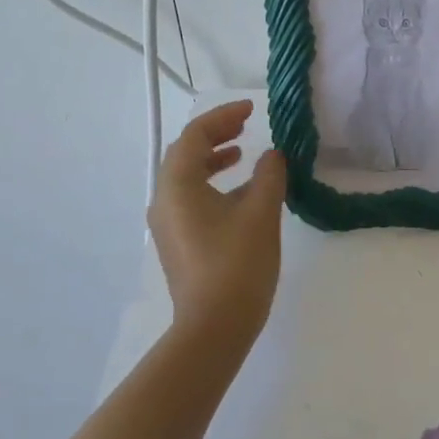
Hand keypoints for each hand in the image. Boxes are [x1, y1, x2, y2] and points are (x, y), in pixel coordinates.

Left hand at [148, 100, 286, 347]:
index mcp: (178, 186)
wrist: (213, 328)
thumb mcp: (260, 213)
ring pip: (186, 176)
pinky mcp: (177, 242)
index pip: (195, 135)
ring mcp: (167, 223)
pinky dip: (211, 183)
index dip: (224, 115)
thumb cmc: (237, 265)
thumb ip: (269, 175)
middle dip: (215, 133)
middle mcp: (164, 199)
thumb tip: (273, 155)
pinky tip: (239, 193)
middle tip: (245, 124)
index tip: (253, 109)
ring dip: (213, 158)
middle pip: (185, 152)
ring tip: (242, 152)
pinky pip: (190, 197)